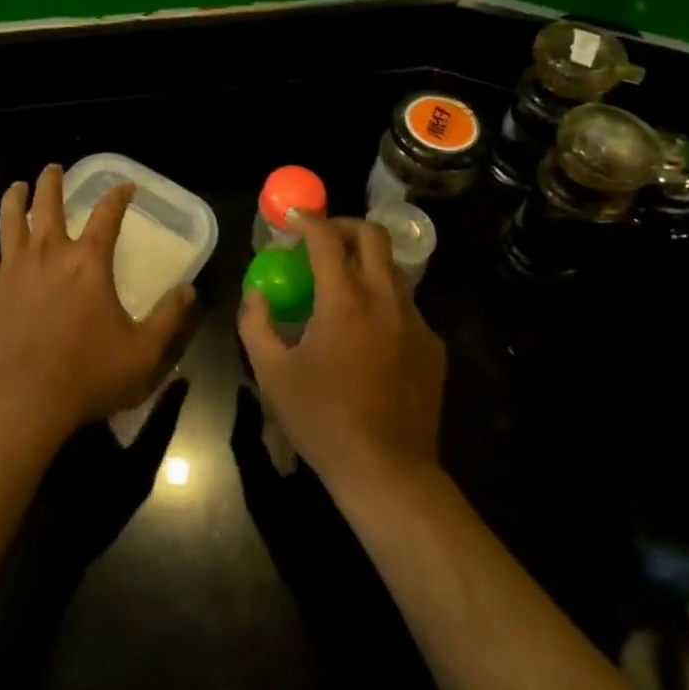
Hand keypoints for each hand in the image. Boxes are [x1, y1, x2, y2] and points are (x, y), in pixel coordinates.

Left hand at [0, 165, 195, 438]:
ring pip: (11, 218)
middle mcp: (50, 251)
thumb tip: (189, 290)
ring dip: (16, 198)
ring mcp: (14, 266)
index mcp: (89, 261)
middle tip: (54, 168)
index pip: (107, 214)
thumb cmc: (88, 373)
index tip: (125, 186)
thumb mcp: (143, 352)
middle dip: (53, 181)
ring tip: (17, 186)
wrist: (24, 398)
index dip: (118, 195)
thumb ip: (169, 318)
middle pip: (49, 203)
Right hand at [238, 215, 445, 496]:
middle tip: (323, 238)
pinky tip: (367, 331)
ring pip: (393, 269)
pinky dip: (382, 300)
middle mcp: (385, 299)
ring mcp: (415, 322)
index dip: (308, 220)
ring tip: (342, 284)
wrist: (388, 473)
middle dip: (345, 226)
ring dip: (366, 262)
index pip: (327, 239)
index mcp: (345, 301)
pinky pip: (406, 305)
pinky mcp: (432, 346)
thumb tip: (256, 294)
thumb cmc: (323, 420)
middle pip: (374, 236)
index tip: (293, 216)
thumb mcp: (272, 373)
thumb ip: (256, 324)